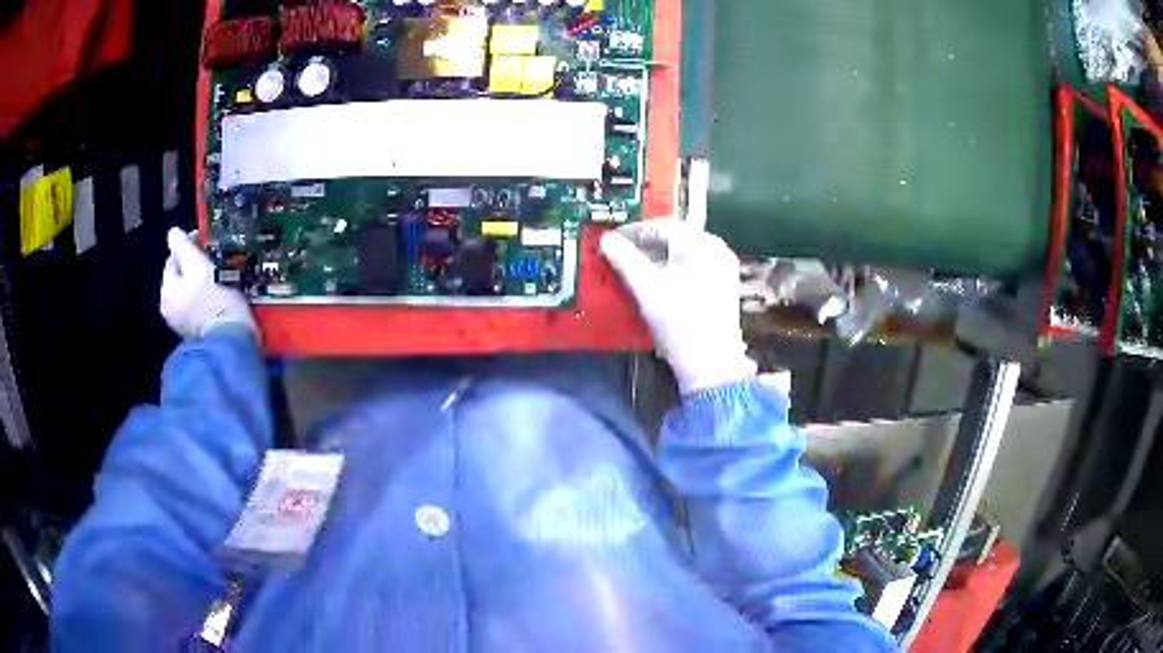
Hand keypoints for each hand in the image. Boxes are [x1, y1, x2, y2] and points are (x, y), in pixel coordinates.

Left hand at [160, 227, 255, 339]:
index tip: (208, 244)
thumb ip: (182, 247)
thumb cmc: (214, 301)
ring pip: (193, 292)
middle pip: (182, 277)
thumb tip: (172, 232)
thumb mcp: (197, 265)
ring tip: (222, 279)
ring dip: (204, 284)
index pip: (173, 259)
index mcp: (167, 291)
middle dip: (196, 268)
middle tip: (216, 262)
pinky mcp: (201, 334)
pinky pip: (202, 308)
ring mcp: (185, 324)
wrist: (232, 342)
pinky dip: (210, 301)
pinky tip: (222, 299)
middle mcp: (171, 309)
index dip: (189, 247)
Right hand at [600, 218, 755, 393]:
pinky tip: (659, 281)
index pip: (660, 225)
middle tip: (620, 255)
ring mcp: (723, 265)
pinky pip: (695, 264)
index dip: (633, 231)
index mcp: (698, 243)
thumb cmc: (678, 322)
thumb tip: (606, 239)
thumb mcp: (646, 288)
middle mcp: (715, 247)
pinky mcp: (724, 282)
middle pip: (674, 236)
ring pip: (685, 250)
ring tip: (635, 269)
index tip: (611, 241)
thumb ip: (624, 259)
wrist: (712, 364)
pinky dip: (675, 267)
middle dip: (646, 244)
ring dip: (659, 256)